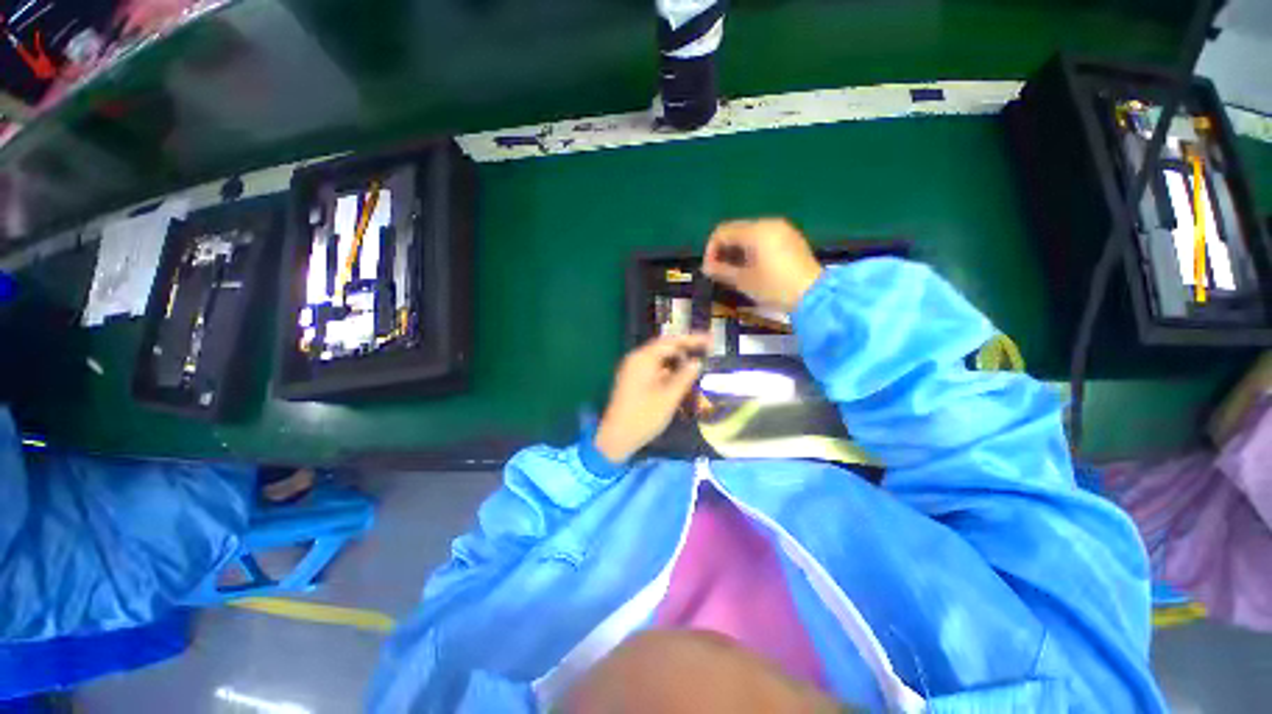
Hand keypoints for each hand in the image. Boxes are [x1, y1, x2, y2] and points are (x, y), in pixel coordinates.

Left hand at [594, 333, 710, 462]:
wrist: (616, 437)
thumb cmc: (644, 416)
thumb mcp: (669, 396)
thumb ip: (685, 376)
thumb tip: (697, 362)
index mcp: (643, 358)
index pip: (672, 341)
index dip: (693, 339)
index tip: (711, 340)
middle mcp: (636, 359)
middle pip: (664, 347)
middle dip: (685, 348)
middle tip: (707, 350)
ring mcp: (633, 369)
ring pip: (659, 358)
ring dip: (677, 360)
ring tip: (696, 364)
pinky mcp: (633, 380)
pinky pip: (654, 368)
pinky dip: (668, 369)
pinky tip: (680, 377)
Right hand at [703, 218, 822, 312]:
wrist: (814, 296)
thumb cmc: (775, 288)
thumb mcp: (744, 281)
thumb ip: (722, 271)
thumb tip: (706, 268)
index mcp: (756, 231)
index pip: (722, 232)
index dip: (710, 250)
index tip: (709, 270)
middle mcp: (769, 223)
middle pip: (736, 230)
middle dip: (723, 250)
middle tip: (718, 272)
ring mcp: (782, 230)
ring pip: (749, 234)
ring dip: (736, 251)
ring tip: (733, 272)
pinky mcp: (791, 239)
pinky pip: (763, 238)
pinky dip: (751, 250)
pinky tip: (752, 268)